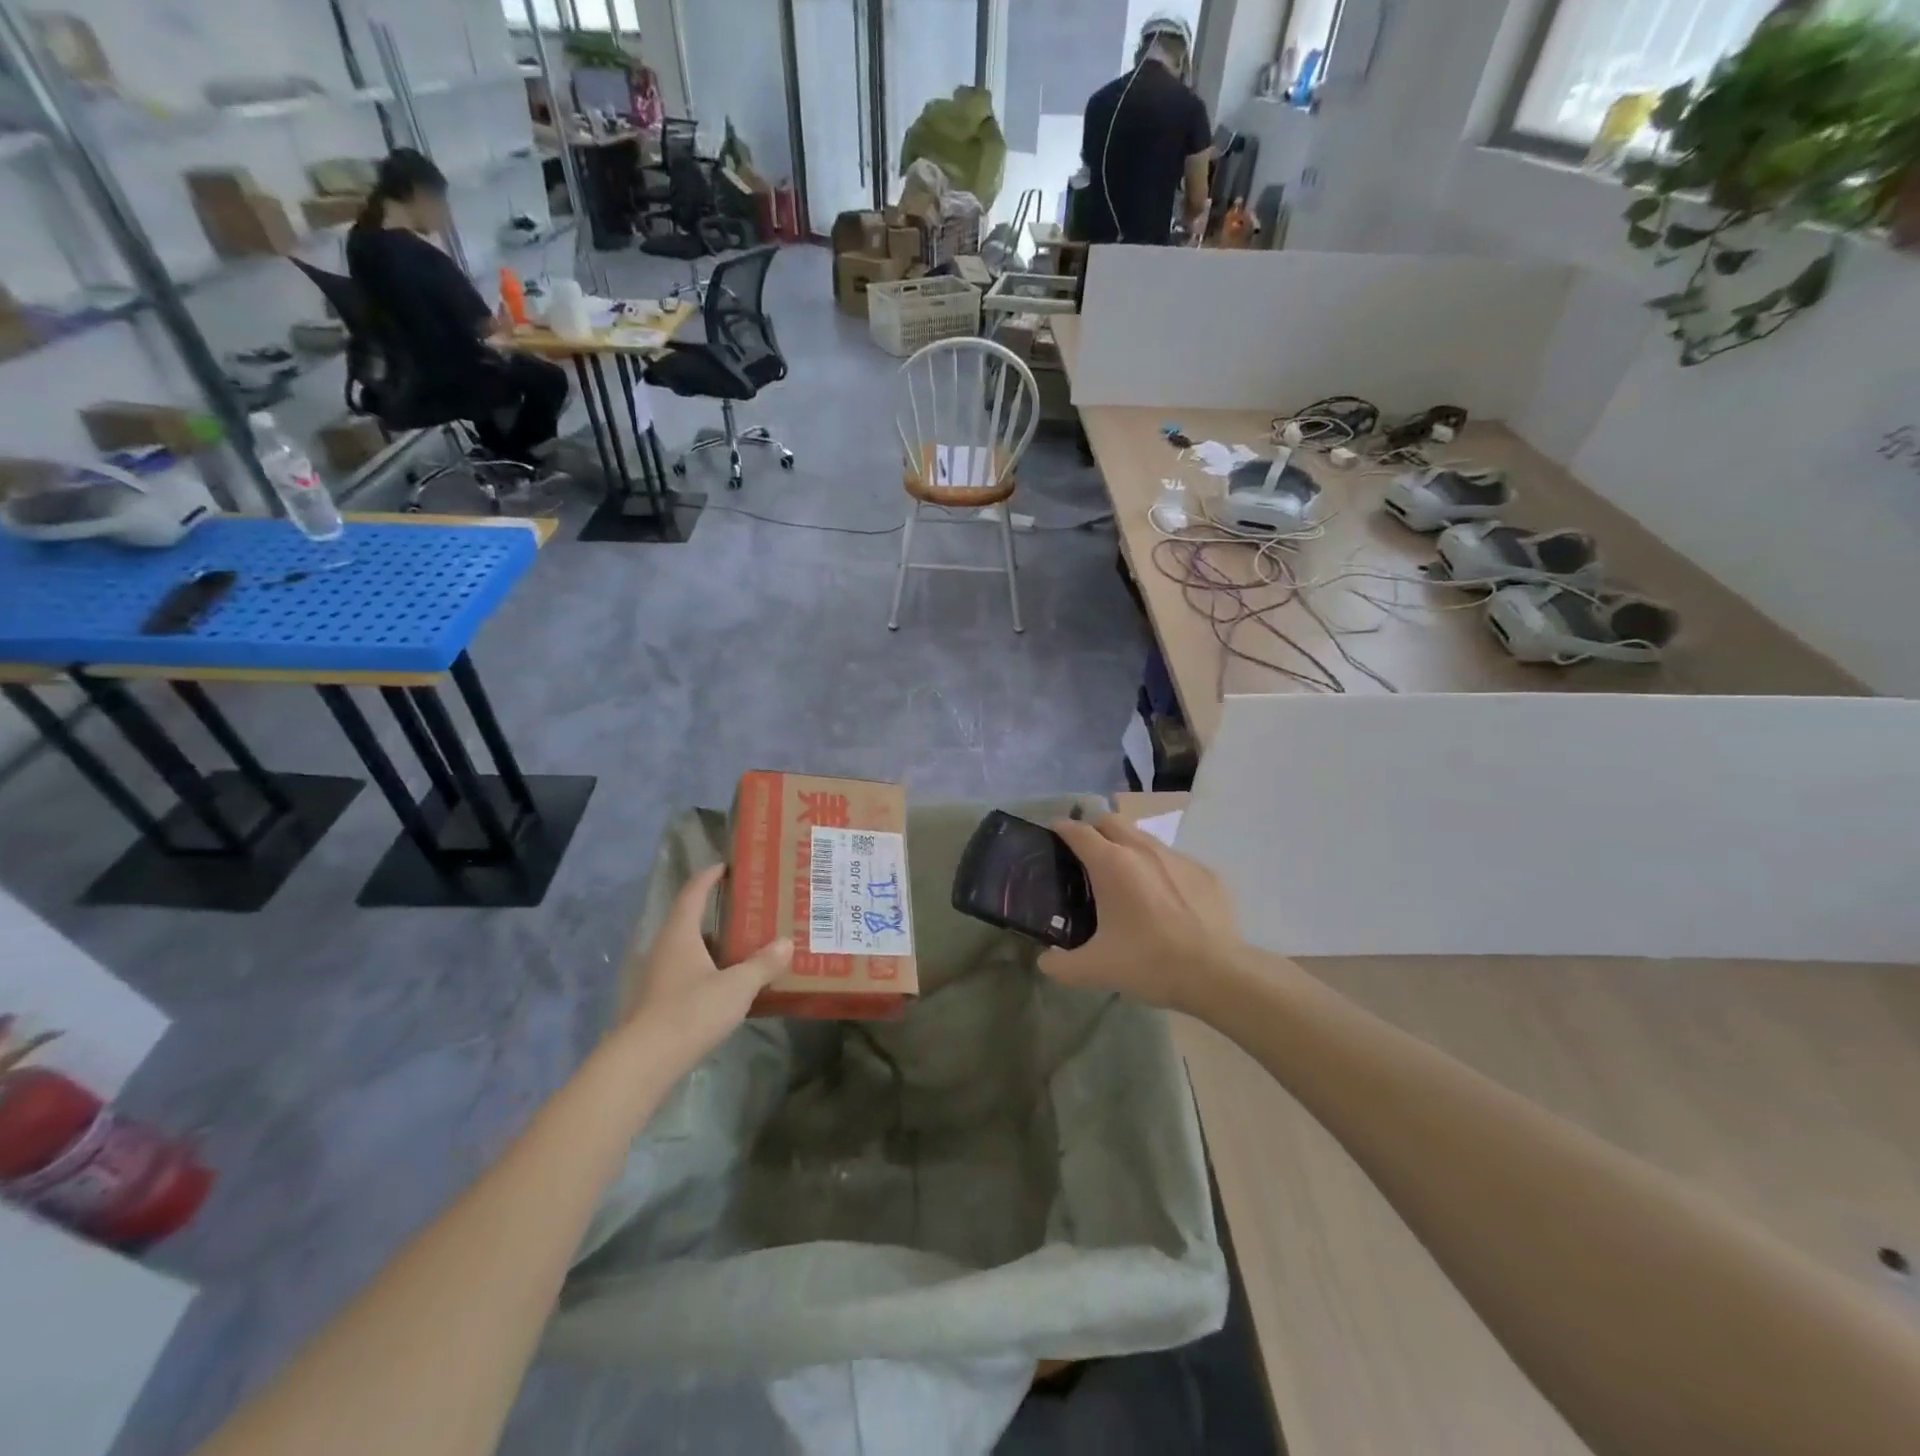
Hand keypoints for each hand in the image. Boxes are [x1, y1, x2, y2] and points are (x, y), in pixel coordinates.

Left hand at [619, 865, 790, 1077]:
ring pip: (688, 950)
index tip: (726, 866)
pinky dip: (707, 970)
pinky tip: (727, 983)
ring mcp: (657, 977)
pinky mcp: (656, 1002)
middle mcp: (664, 949)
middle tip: (749, 909)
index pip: (693, 893)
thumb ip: (762, 964)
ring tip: (744, 946)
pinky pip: (686, 973)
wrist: (643, 1063)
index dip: (709, 877)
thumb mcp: (736, 987)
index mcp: (680, 934)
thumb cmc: (690, 1012)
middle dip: (717, 913)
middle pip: (690, 920)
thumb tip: (786, 943)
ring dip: (714, 945)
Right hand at [1040, 815, 1239, 1014]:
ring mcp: (1178, 858)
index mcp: (1111, 863)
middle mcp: (1142, 849)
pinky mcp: (1205, 872)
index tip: (1053, 837)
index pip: (1078, 830)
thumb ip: (1060, 964)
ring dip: (1128, 847)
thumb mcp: (1094, 969)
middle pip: (1111, 821)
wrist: (1216, 973)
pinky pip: (1174, 861)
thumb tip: (1045, 961)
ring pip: (1144, 838)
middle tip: (1086, 856)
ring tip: (1125, 878)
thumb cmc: (1148, 962)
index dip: (1061, 829)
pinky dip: (1160, 870)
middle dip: (1094, 830)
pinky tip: (1165, 900)